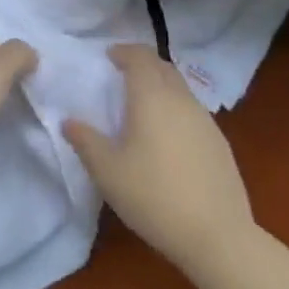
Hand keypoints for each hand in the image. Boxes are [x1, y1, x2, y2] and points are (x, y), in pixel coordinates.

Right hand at [64, 44, 256, 284]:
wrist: (218, 237)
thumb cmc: (155, 197)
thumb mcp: (108, 172)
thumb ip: (85, 141)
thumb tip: (68, 121)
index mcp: (152, 97)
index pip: (140, 56)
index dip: (124, 51)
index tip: (108, 57)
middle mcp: (181, 99)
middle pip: (162, 66)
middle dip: (142, 64)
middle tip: (122, 75)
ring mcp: (205, 120)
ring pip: (180, 88)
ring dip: (160, 85)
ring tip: (142, 106)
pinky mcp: (220, 143)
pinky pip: (192, 110)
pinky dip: (175, 108)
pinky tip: (167, 136)